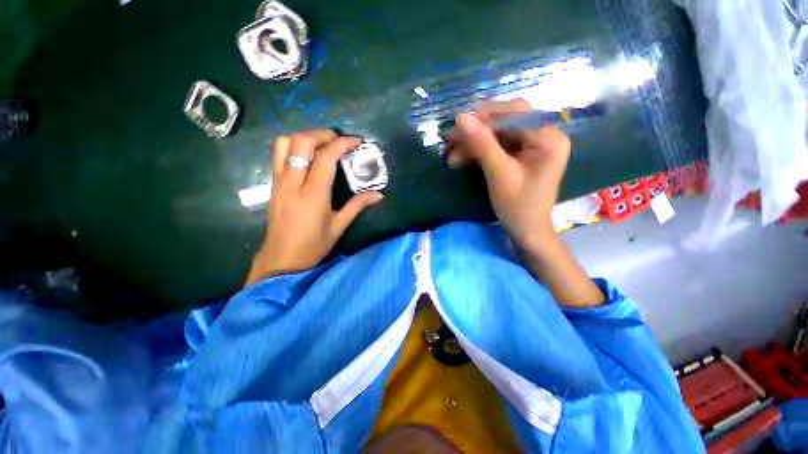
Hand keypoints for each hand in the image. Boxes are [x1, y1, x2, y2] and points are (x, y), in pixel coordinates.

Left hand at [245, 129, 382, 285]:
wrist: (282, 259)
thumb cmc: (313, 245)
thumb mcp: (339, 226)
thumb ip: (358, 206)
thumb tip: (379, 194)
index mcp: (313, 195)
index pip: (326, 158)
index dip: (342, 144)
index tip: (356, 141)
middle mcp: (293, 183)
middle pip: (302, 142)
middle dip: (322, 135)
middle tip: (339, 141)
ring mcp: (279, 182)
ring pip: (285, 143)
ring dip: (305, 137)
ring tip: (322, 145)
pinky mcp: (273, 184)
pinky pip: (278, 154)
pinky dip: (294, 146)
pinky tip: (307, 157)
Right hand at [446, 99, 570, 250]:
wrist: (526, 231)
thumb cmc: (518, 206)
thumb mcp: (499, 174)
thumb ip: (482, 144)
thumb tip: (461, 118)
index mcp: (548, 138)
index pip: (515, 114)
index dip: (485, 117)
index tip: (458, 125)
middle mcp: (543, 136)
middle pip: (505, 122)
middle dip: (476, 132)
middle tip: (451, 140)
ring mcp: (531, 146)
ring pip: (497, 135)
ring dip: (473, 144)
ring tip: (452, 156)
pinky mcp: (520, 156)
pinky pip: (497, 147)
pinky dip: (478, 152)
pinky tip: (462, 159)